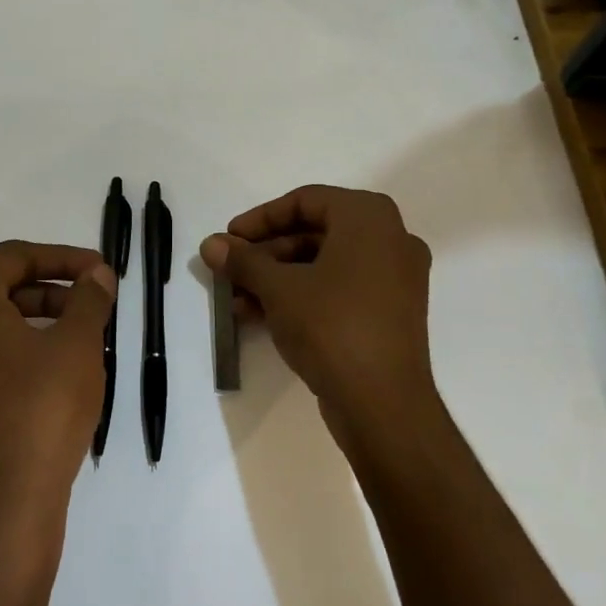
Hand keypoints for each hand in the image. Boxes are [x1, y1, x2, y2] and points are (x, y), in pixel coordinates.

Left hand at [0, 241, 115, 550]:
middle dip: (49, 292)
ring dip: (32, 324)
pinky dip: (11, 358)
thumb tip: (96, 275)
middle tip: (91, 305)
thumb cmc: (41, 410)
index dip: (63, 258)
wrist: (1, 511)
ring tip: (76, 340)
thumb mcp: (77, 344)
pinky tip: (47, 378)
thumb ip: (88, 298)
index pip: (14, 257)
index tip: (100, 272)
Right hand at [200, 186, 435, 442]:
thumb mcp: (278, 288)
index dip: (261, 218)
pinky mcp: (391, 313)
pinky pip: (340, 289)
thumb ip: (243, 260)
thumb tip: (210, 244)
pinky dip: (303, 296)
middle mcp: (390, 239)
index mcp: (369, 217)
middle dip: (266, 254)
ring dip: (278, 278)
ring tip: (236, 300)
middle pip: (314, 233)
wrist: (383, 405)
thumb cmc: (331, 326)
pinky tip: (261, 316)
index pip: (305, 200)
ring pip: (324, 265)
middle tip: (230, 271)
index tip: (230, 238)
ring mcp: (395, 278)